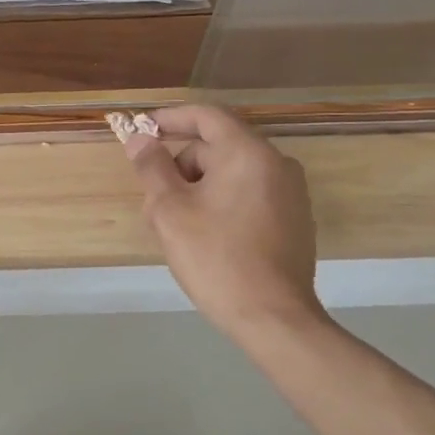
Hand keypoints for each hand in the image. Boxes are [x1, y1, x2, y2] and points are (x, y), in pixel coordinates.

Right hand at [123, 105, 328, 348]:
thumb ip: (152, 167)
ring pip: (230, 173)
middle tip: (153, 201)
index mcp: (249, 153)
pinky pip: (247, 194)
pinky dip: (220, 202)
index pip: (206, 116)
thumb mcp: (170, 210)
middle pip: (216, 147)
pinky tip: (203, 237)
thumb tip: (141, 139)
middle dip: (179, 166)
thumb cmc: (215, 257)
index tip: (141, 130)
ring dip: (196, 188)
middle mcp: (276, 164)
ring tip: (174, 226)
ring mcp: (290, 193)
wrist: (272, 318)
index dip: (169, 118)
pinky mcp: (293, 220)